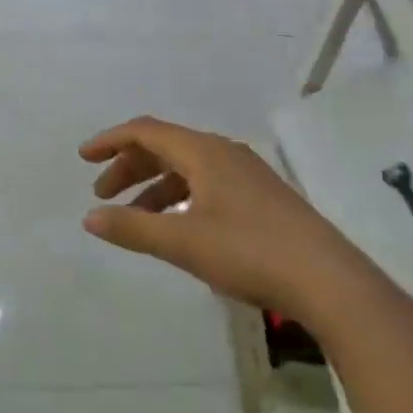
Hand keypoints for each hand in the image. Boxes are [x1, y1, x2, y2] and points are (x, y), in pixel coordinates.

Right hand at [80, 117, 387, 320]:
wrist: (329, 281)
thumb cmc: (250, 252)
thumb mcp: (183, 242)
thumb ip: (133, 229)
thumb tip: (90, 218)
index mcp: (204, 151)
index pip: (146, 131)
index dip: (111, 141)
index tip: (83, 158)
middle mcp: (224, 152)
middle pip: (165, 146)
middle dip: (129, 166)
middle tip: (103, 194)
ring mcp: (245, 174)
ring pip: (187, 167)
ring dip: (154, 186)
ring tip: (134, 219)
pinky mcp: (260, 197)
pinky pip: (206, 183)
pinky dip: (179, 198)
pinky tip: (176, 226)